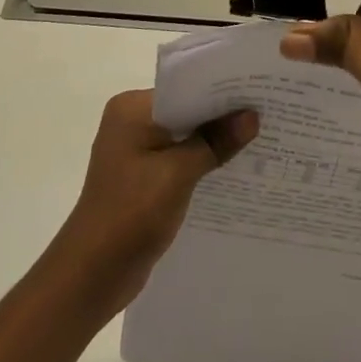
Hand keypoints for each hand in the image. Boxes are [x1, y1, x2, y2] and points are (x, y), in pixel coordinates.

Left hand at [48, 90, 257, 313]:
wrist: (92, 274)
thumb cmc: (131, 213)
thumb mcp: (178, 173)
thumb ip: (215, 142)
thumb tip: (252, 116)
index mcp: (132, 108)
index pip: (185, 88)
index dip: (222, 91)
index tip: (260, 92)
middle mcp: (131, 121)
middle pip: (187, 111)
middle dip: (222, 117)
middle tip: (268, 114)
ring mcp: (135, 150)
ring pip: (185, 136)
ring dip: (214, 141)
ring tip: (260, 140)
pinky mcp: (142, 176)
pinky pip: (179, 159)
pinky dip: (202, 162)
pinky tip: (234, 168)